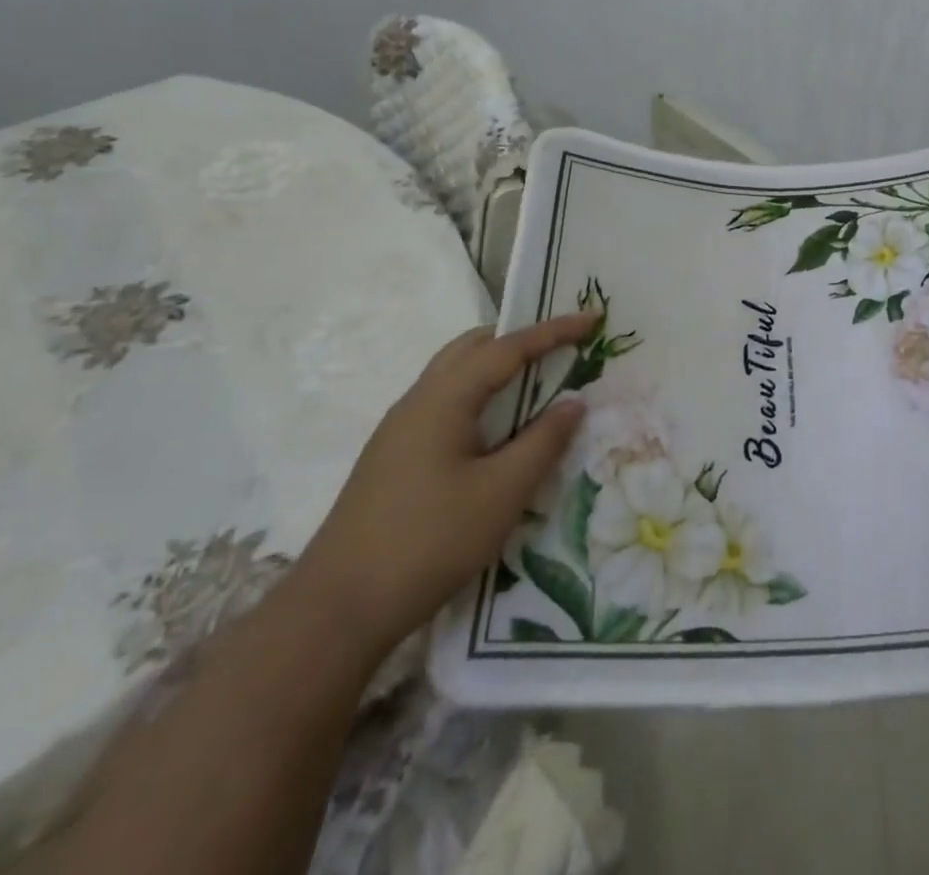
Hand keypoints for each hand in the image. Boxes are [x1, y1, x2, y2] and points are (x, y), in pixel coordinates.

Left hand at [293, 314, 593, 661]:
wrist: (336, 610)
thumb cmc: (428, 541)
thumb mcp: (501, 493)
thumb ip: (542, 442)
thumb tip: (573, 402)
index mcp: (443, 399)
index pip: (506, 348)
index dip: (553, 331)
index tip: (591, 319)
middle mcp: (417, 401)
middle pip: (472, 348)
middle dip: (519, 339)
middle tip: (561, 346)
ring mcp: (399, 430)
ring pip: (454, 376)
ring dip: (497, 369)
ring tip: (537, 383)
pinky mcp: (394, 458)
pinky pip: (445, 405)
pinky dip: (480, 397)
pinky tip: (497, 431)